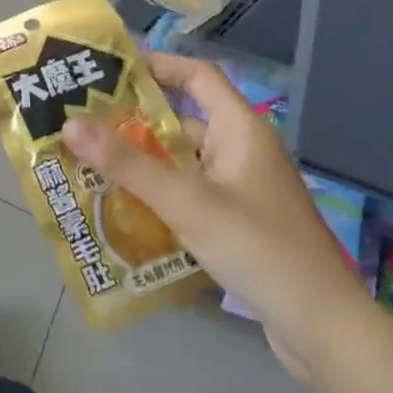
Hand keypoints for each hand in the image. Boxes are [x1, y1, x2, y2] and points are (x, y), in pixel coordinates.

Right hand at [62, 53, 374, 376]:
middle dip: (131, 123)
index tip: (108, 72)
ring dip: (139, 164)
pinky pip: (186, 195)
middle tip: (80, 126)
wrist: (322, 327)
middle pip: (181, 122)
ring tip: (86, 166)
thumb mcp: (187, 201)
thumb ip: (128, 163)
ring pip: (180, 163)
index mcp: (240, 130)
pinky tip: (119, 209)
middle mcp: (240, 151)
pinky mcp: (235, 223)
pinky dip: (155, 196)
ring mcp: (239, 189)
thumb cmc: (258, 248)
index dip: (157, 66)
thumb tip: (69, 124)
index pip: (197, 76)